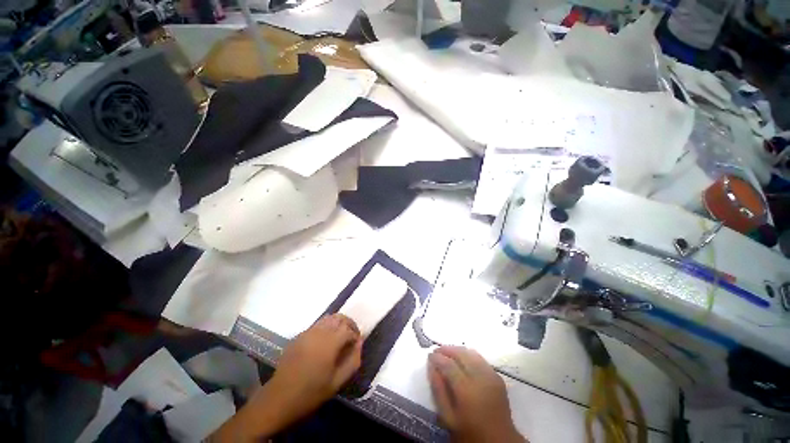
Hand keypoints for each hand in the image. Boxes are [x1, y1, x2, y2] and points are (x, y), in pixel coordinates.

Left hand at [212, 314, 361, 441]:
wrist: (279, 398)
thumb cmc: (311, 393)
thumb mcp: (337, 382)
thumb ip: (353, 361)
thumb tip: (360, 343)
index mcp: (330, 343)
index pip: (348, 329)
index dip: (355, 335)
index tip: (357, 344)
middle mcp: (319, 332)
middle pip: (339, 317)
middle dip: (349, 324)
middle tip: (352, 335)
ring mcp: (307, 332)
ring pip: (328, 318)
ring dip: (338, 323)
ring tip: (341, 335)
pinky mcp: (299, 336)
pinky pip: (317, 324)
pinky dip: (327, 326)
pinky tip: (326, 340)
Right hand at [428, 346, 524, 442]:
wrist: (499, 441)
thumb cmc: (469, 432)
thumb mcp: (448, 417)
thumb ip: (438, 390)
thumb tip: (432, 367)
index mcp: (466, 390)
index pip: (449, 365)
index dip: (437, 357)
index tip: (429, 355)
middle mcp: (480, 378)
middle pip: (461, 354)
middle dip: (447, 349)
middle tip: (437, 351)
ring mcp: (491, 375)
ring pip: (471, 353)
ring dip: (457, 350)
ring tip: (448, 354)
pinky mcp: (497, 376)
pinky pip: (480, 359)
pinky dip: (469, 356)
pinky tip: (462, 361)